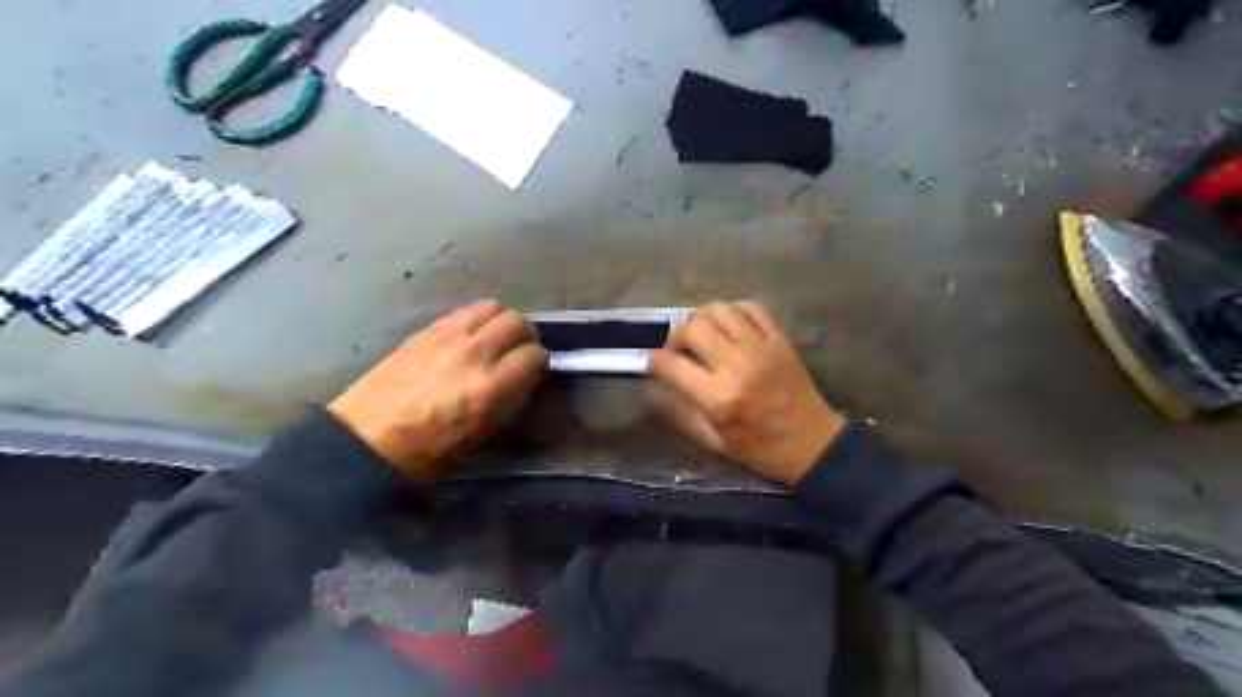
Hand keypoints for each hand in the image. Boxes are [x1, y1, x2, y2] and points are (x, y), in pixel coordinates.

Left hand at [327, 300, 542, 479]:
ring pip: (492, 307)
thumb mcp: (481, 433)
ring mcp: (447, 336)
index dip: (540, 361)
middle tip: (521, 349)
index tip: (536, 368)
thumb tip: (525, 377)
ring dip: (501, 321)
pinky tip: (469, 336)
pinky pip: (463, 311)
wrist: (369, 437)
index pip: (533, 355)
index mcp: (489, 385)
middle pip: (517, 321)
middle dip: (526, 335)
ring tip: (496, 337)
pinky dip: (475, 319)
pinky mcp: (426, 330)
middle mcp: (473, 352)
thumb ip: (510, 399)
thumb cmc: (428, 447)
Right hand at [650, 303, 844, 487]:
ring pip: (719, 310)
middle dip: (676, 336)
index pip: (670, 364)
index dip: (655, 361)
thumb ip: (680, 411)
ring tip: (703, 334)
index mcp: (717, 397)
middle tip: (679, 348)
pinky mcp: (779, 339)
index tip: (656, 363)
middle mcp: (737, 365)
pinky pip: (751, 308)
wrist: (810, 443)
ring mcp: (761, 348)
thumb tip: (655, 384)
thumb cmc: (758, 448)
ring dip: (702, 319)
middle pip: (692, 328)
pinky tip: (730, 326)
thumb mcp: (712, 440)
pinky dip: (733, 311)